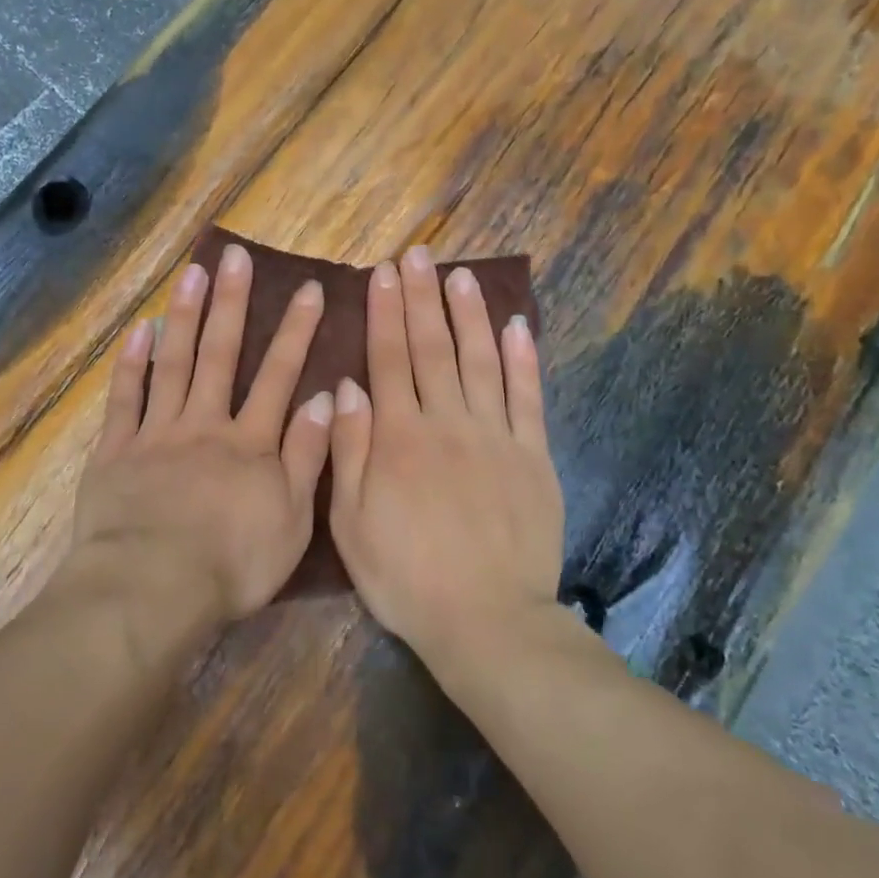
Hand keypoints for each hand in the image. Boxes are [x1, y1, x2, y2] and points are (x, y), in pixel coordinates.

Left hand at [75, 243, 333, 621]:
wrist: (152, 588)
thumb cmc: (231, 564)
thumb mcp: (292, 519)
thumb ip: (309, 456)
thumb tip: (328, 398)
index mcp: (250, 443)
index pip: (278, 376)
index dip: (296, 331)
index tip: (309, 289)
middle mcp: (205, 424)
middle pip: (220, 355)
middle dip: (231, 303)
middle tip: (235, 257)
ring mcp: (157, 433)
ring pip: (173, 363)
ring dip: (184, 316)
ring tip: (191, 272)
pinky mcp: (117, 450)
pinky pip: (124, 398)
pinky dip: (131, 363)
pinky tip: (138, 330)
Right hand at [327, 246, 564, 659]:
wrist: (487, 622)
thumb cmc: (405, 576)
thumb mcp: (350, 522)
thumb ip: (347, 450)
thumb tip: (345, 386)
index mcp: (399, 437)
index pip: (388, 358)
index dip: (385, 311)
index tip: (384, 272)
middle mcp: (447, 422)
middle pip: (433, 347)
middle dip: (423, 297)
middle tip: (419, 255)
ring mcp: (495, 436)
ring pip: (481, 359)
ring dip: (470, 313)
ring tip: (462, 275)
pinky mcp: (533, 456)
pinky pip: (528, 397)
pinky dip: (523, 358)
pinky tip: (517, 325)